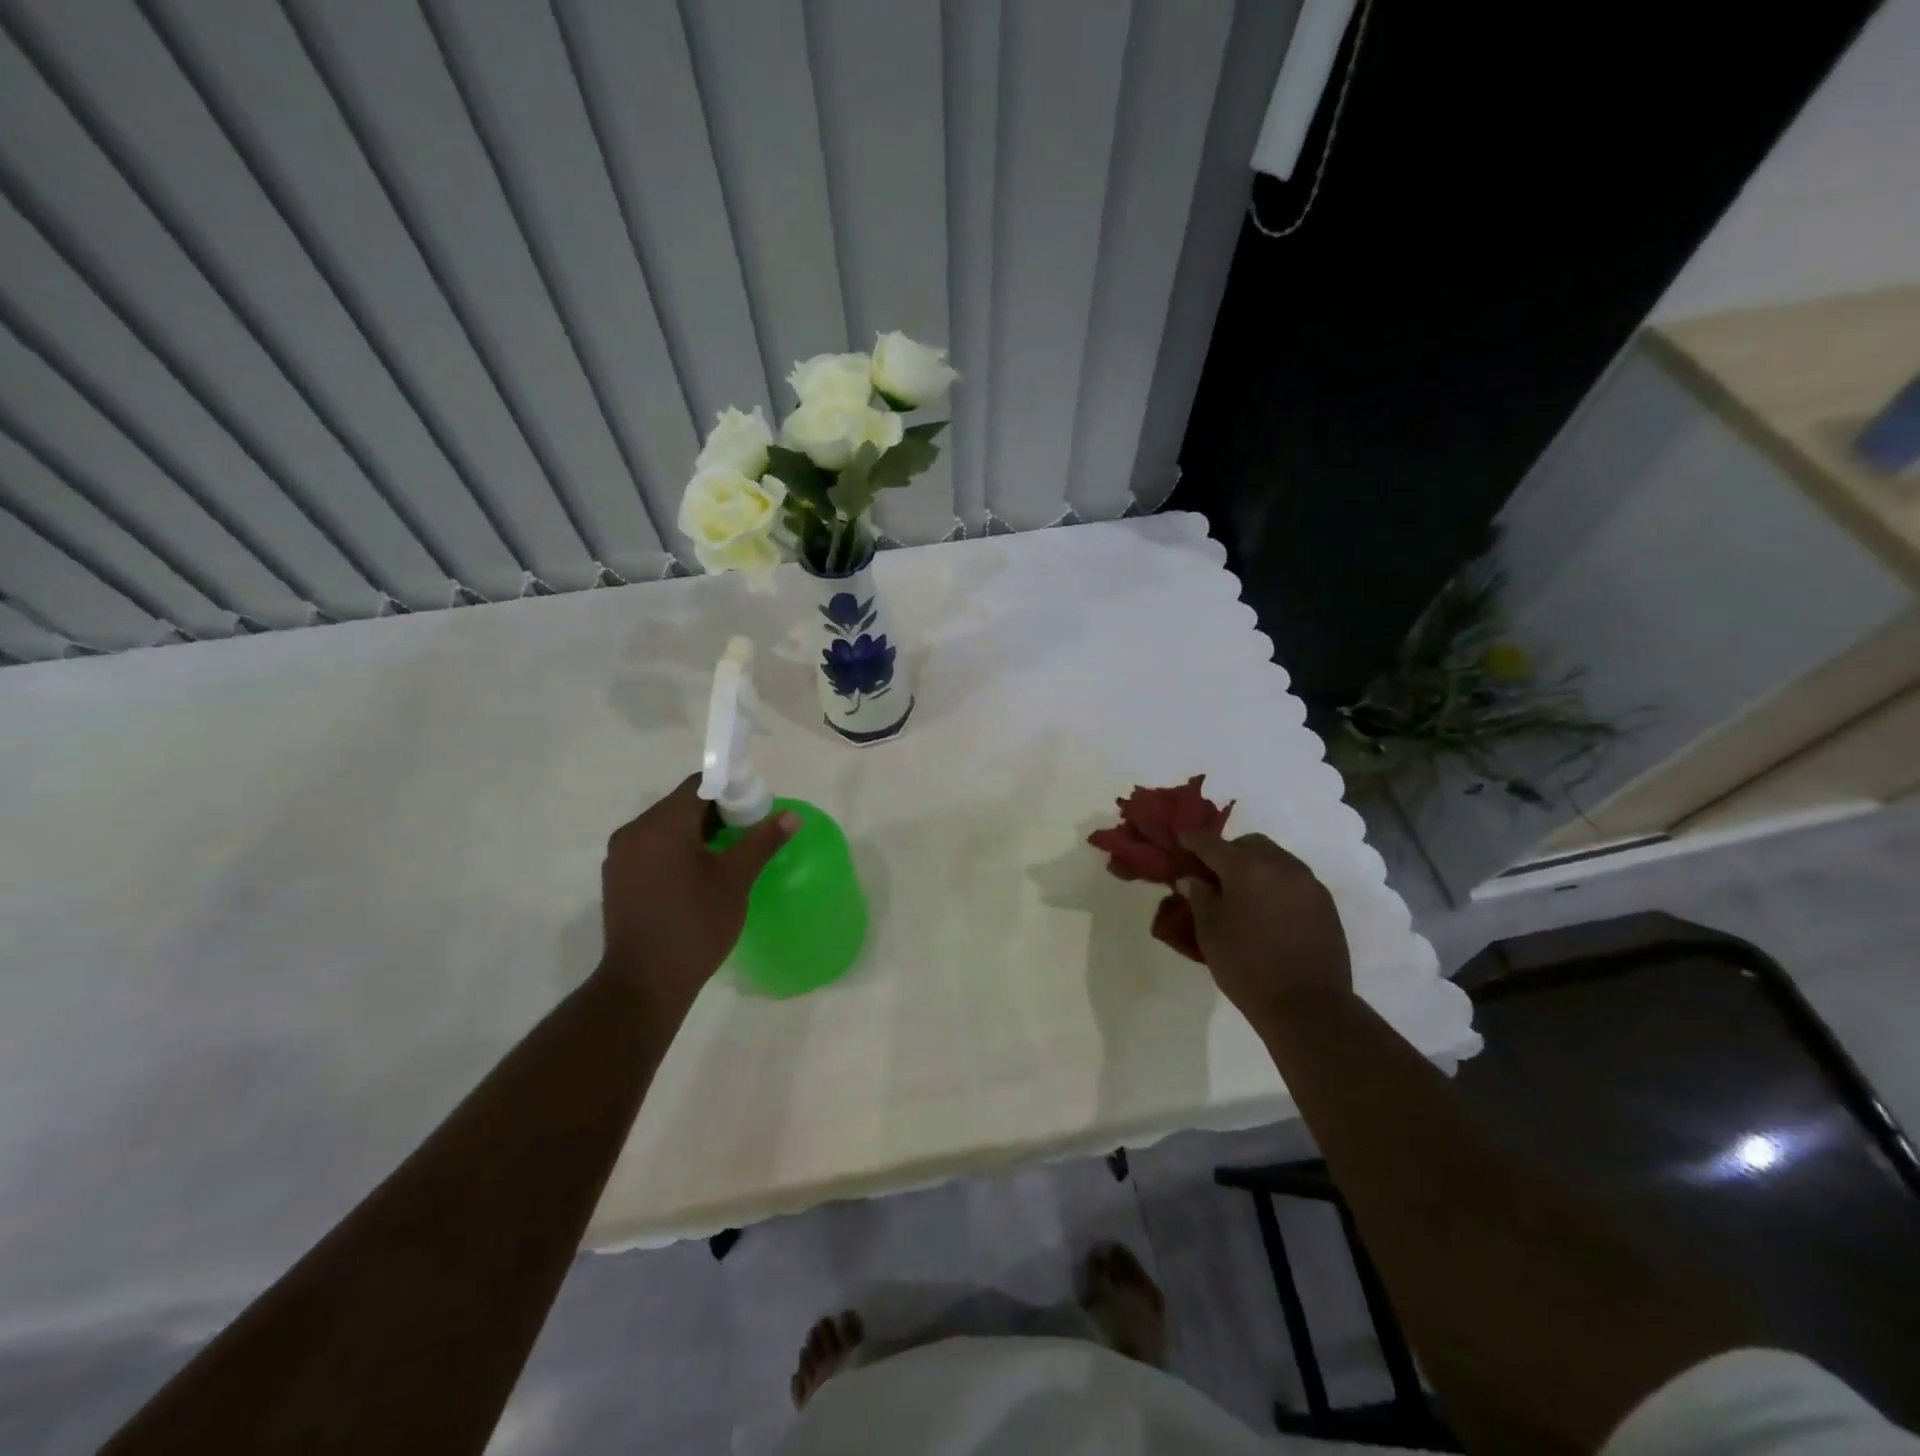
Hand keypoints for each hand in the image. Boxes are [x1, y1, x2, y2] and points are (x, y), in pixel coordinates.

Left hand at [597, 775, 797, 1013]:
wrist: (644, 984)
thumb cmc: (694, 926)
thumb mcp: (735, 880)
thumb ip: (762, 841)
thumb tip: (791, 815)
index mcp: (661, 825)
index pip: (699, 785)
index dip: (731, 790)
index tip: (755, 810)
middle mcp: (634, 832)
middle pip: (682, 804)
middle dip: (717, 813)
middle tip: (748, 833)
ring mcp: (620, 856)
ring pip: (667, 827)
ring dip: (698, 832)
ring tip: (728, 856)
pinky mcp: (618, 878)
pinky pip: (652, 848)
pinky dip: (677, 850)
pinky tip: (699, 875)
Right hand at [1177, 831, 1352, 1018]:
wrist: (1308, 1005)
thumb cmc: (1247, 966)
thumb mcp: (1210, 932)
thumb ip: (1199, 898)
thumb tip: (1193, 879)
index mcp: (1247, 868)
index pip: (1212, 844)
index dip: (1193, 840)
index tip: (1182, 840)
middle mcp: (1281, 866)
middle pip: (1250, 844)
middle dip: (1229, 851)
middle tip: (1213, 874)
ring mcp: (1308, 883)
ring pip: (1276, 858)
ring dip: (1256, 866)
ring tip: (1242, 892)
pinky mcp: (1325, 904)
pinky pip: (1294, 879)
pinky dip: (1276, 883)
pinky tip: (1267, 908)